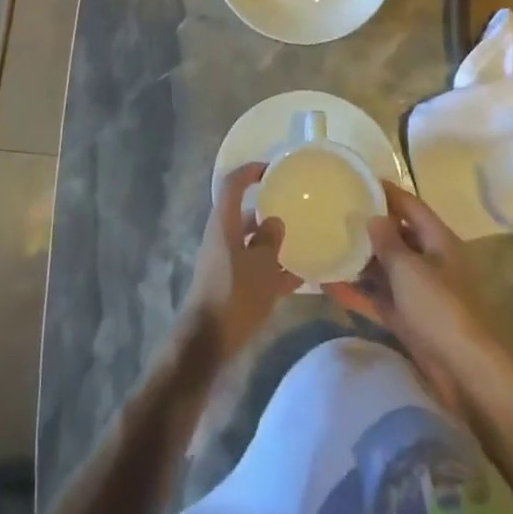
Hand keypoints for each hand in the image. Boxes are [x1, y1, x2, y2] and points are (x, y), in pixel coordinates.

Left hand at [175, 163, 299, 363]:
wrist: (208, 343)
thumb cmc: (234, 296)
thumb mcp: (261, 266)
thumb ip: (270, 240)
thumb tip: (275, 221)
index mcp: (223, 224)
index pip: (232, 184)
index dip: (250, 171)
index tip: (273, 170)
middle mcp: (221, 237)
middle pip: (244, 214)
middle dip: (269, 210)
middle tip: (296, 209)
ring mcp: (224, 262)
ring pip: (251, 243)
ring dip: (273, 242)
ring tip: (304, 243)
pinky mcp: (230, 285)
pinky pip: (254, 268)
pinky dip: (273, 269)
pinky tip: (299, 278)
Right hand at [326, 181, 502, 409]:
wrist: (464, 372)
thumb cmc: (439, 308)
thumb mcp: (409, 268)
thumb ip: (388, 241)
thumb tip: (373, 217)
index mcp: (439, 241)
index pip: (410, 206)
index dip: (387, 192)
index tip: (358, 181)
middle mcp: (431, 261)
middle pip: (397, 236)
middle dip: (369, 227)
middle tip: (335, 215)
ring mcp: (420, 291)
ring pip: (386, 268)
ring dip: (360, 261)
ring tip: (327, 246)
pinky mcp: (409, 318)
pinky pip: (380, 297)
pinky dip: (359, 292)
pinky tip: (330, 286)